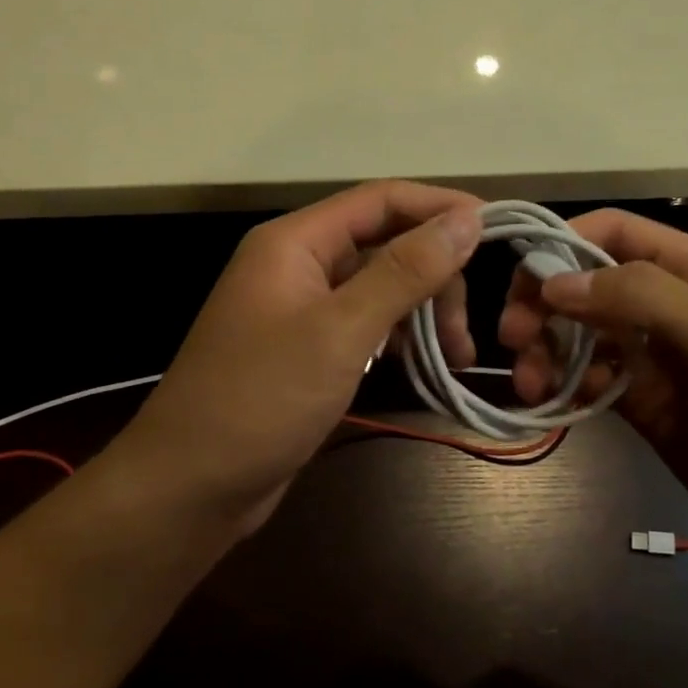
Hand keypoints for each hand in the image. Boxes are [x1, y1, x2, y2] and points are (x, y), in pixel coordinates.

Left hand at [119, 181, 482, 535]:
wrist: (191, 487)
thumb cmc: (261, 399)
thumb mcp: (341, 331)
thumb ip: (405, 271)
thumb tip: (466, 219)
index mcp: (295, 242)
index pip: (381, 200)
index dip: (439, 208)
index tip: (496, 229)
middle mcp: (298, 265)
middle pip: (384, 246)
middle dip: (434, 278)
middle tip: (467, 332)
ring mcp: (301, 310)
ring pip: (380, 289)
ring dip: (423, 313)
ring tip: (457, 358)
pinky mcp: (307, 350)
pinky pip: (366, 325)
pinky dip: (400, 339)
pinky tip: (426, 366)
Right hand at [499, 210, 687, 563]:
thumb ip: (639, 295)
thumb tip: (554, 281)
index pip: (616, 232)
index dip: (564, 242)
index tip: (522, 280)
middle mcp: (671, 305)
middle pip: (588, 283)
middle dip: (545, 304)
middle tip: (513, 339)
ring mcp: (657, 358)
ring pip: (582, 334)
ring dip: (547, 350)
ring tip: (530, 386)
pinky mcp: (646, 405)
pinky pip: (591, 381)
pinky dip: (563, 385)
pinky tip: (547, 404)